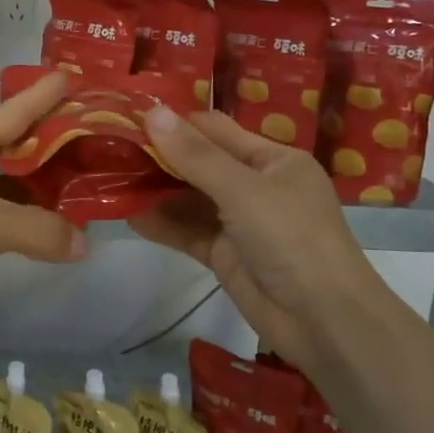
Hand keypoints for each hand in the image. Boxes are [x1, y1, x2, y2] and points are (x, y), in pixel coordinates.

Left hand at [0, 71, 85, 324]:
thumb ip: (38, 229)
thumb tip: (84, 245)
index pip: (14, 107)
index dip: (42, 91)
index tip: (75, 73)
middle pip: (12, 136)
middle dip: (44, 126)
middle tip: (85, 115)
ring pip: (13, 178)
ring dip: (44, 176)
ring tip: (87, 167)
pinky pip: (9, 216)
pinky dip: (33, 216)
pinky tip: (60, 219)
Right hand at [131, 107, 380, 368]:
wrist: (324, 320)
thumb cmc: (292, 238)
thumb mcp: (243, 190)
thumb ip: (195, 155)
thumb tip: (152, 112)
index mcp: (272, 159)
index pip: (216, 130)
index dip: (175, 124)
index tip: (129, 119)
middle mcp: (256, 185)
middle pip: (200, 163)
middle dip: (159, 158)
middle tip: (110, 150)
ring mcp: (240, 222)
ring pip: (190, 199)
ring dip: (156, 192)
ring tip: (110, 181)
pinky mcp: (225, 255)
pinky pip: (188, 232)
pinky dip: (162, 224)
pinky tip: (129, 216)